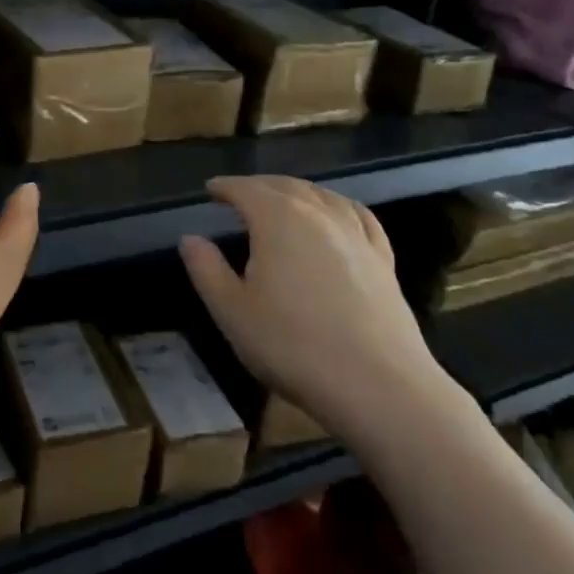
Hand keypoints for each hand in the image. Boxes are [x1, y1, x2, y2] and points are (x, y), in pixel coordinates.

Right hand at [180, 176, 453, 444]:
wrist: (379, 387)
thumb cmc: (294, 346)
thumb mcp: (232, 312)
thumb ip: (206, 269)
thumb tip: (190, 238)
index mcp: (277, 219)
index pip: (245, 189)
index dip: (225, 187)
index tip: (210, 189)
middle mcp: (318, 214)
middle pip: (284, 186)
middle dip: (258, 186)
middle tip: (239, 194)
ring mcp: (355, 234)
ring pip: (321, 196)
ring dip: (296, 191)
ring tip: (282, 199)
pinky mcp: (383, 260)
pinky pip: (358, 216)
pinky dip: (338, 206)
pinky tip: (337, 214)